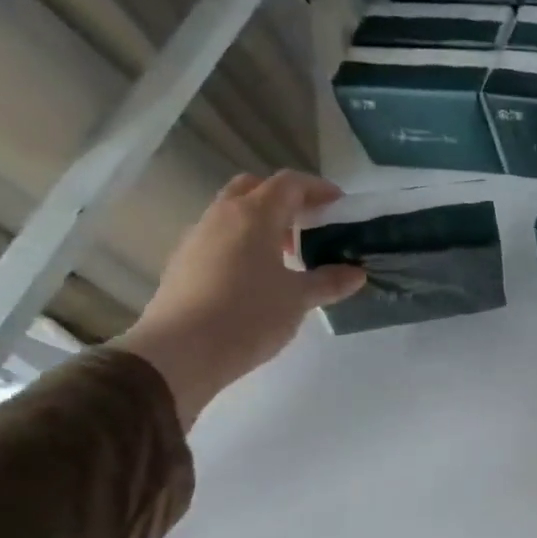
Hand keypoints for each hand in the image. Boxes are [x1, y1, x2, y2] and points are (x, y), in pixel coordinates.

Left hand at [116, 172, 364, 426]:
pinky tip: (259, 277)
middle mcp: (222, 216)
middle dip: (285, 200)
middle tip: (310, 225)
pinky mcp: (184, 262)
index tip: (339, 205)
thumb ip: (329, 281)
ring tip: (288, 257)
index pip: (289, 184)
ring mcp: (198, 238)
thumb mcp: (299, 299)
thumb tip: (356, 273)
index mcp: (254, 216)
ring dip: (263, 223)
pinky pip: (220, 238)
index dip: (318, 189)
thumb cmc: (248, 315)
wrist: (180, 352)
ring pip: (234, 213)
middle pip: (255, 188)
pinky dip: (244, 243)